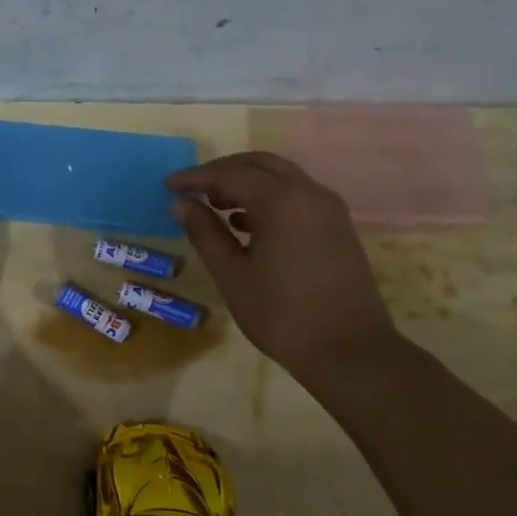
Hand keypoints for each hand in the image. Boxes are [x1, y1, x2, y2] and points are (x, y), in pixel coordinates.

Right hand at [166, 151, 396, 378]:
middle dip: (222, 171)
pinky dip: (266, 196)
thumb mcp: (232, 274)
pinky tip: (244, 223)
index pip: (230, 174)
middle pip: (259, 164)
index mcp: (282, 201)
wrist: (349, 351)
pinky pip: (296, 195)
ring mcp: (328, 209)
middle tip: (191, 190)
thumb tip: (180, 204)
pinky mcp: (337, 226)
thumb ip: (204, 233)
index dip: (195, 177)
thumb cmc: (281, 314)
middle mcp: (310, 194)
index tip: (167, 186)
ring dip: (245, 182)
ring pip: (280, 176)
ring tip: (213, 205)